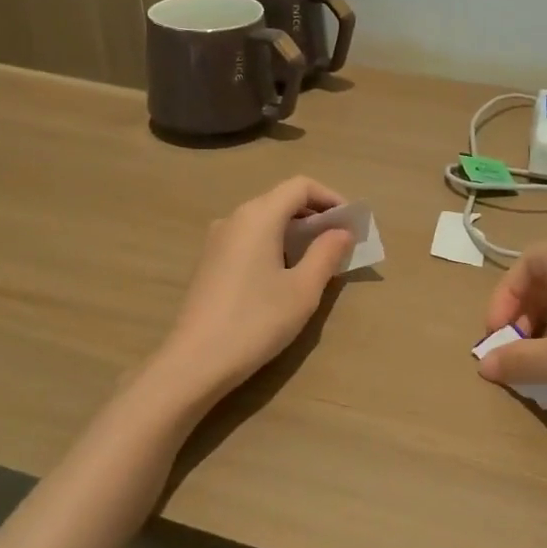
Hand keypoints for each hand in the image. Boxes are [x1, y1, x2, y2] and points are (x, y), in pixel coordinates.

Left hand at [154, 177, 354, 401]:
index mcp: (258, 216)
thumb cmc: (256, 321)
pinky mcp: (210, 261)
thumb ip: (326, 254)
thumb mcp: (303, 290)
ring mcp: (217, 239)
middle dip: (314, 215)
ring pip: (264, 220)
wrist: (195, 361)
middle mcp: (235, 218)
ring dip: (294, 231)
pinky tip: (284, 274)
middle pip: (281, 200)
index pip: (300, 186)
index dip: (330, 198)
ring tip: (317, 259)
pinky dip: (274, 243)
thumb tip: (342, 231)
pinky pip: (249, 238)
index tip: (351, 223)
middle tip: (340, 242)